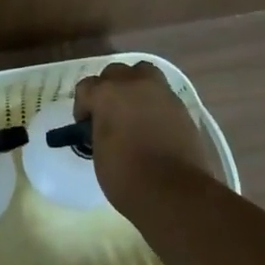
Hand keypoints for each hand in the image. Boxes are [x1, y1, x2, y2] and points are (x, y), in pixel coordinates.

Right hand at [74, 60, 213, 210]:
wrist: (174, 191)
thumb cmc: (127, 176)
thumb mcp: (99, 152)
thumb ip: (100, 129)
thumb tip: (105, 127)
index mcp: (107, 94)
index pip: (86, 87)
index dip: (83, 107)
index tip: (86, 126)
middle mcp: (133, 84)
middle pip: (115, 73)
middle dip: (108, 89)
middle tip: (109, 115)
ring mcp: (161, 92)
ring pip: (143, 73)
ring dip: (134, 86)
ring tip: (133, 110)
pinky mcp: (181, 106)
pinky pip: (161, 93)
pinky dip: (154, 101)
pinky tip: (153, 123)